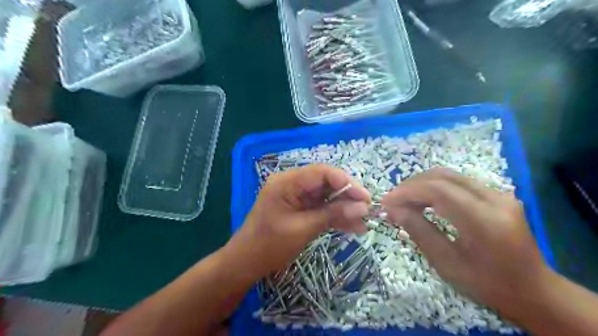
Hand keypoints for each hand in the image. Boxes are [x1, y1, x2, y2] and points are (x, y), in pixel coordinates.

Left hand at [224, 164, 371, 278]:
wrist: (246, 263)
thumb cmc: (270, 245)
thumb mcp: (303, 229)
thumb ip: (332, 214)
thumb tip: (362, 207)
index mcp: (287, 182)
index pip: (322, 173)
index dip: (346, 182)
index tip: (365, 198)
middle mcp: (292, 184)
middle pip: (326, 183)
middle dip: (348, 197)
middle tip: (367, 211)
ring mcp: (296, 196)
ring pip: (326, 197)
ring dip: (344, 209)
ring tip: (364, 223)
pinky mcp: (299, 208)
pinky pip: (321, 208)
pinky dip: (335, 216)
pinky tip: (352, 227)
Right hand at [383, 169, 549, 312]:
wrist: (533, 290)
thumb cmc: (487, 284)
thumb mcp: (447, 263)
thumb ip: (418, 231)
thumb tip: (393, 209)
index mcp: (485, 221)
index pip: (438, 190)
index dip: (408, 192)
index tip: (386, 201)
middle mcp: (494, 199)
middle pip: (442, 177)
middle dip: (411, 185)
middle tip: (393, 200)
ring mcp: (498, 193)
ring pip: (449, 175)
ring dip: (421, 184)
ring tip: (404, 200)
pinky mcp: (496, 194)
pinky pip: (458, 182)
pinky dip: (435, 187)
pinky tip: (424, 200)